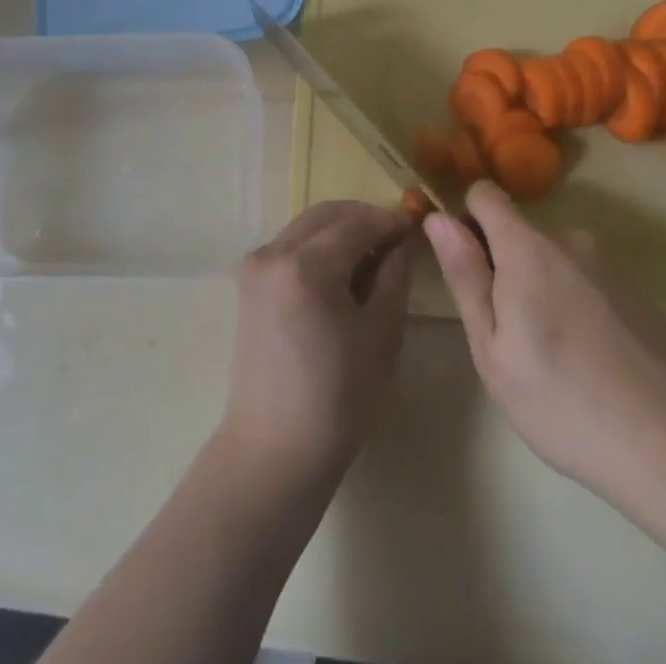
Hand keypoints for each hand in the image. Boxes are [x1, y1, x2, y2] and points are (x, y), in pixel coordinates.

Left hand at [220, 201, 416, 480]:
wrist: (274, 450)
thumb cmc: (338, 399)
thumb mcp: (381, 334)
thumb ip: (394, 276)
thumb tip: (402, 241)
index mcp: (306, 265)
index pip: (357, 223)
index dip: (389, 219)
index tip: (416, 222)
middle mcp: (274, 253)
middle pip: (327, 214)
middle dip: (364, 218)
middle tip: (396, 236)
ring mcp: (255, 265)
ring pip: (306, 226)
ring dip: (340, 229)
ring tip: (372, 254)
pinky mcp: (248, 282)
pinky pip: (290, 245)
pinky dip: (318, 245)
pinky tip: (340, 270)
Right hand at [424, 181, 665, 541]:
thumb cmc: (563, 402)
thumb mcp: (493, 350)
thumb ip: (465, 276)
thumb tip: (437, 217)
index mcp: (527, 247)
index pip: (485, 194)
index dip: (466, 220)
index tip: (466, 266)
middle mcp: (569, 239)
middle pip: (519, 232)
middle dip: (504, 266)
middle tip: (509, 335)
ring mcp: (608, 263)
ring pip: (553, 260)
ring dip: (541, 288)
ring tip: (552, 356)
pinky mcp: (636, 290)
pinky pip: (586, 280)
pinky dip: (575, 304)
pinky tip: (590, 360)